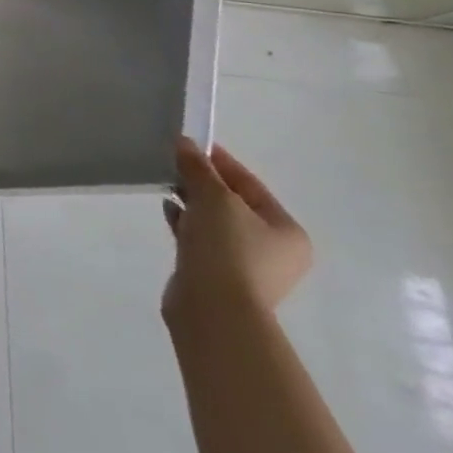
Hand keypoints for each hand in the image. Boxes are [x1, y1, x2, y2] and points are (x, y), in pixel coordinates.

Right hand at [163, 138, 311, 324]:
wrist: (214, 310)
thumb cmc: (227, 249)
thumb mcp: (213, 198)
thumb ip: (198, 168)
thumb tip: (184, 143)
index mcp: (286, 231)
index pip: (249, 184)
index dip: (218, 161)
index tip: (188, 145)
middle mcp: (274, 250)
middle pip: (233, 203)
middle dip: (202, 182)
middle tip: (173, 164)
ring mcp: (247, 266)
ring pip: (216, 222)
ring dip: (192, 202)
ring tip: (166, 185)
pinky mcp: (219, 276)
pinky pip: (202, 240)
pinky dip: (186, 223)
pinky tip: (168, 211)